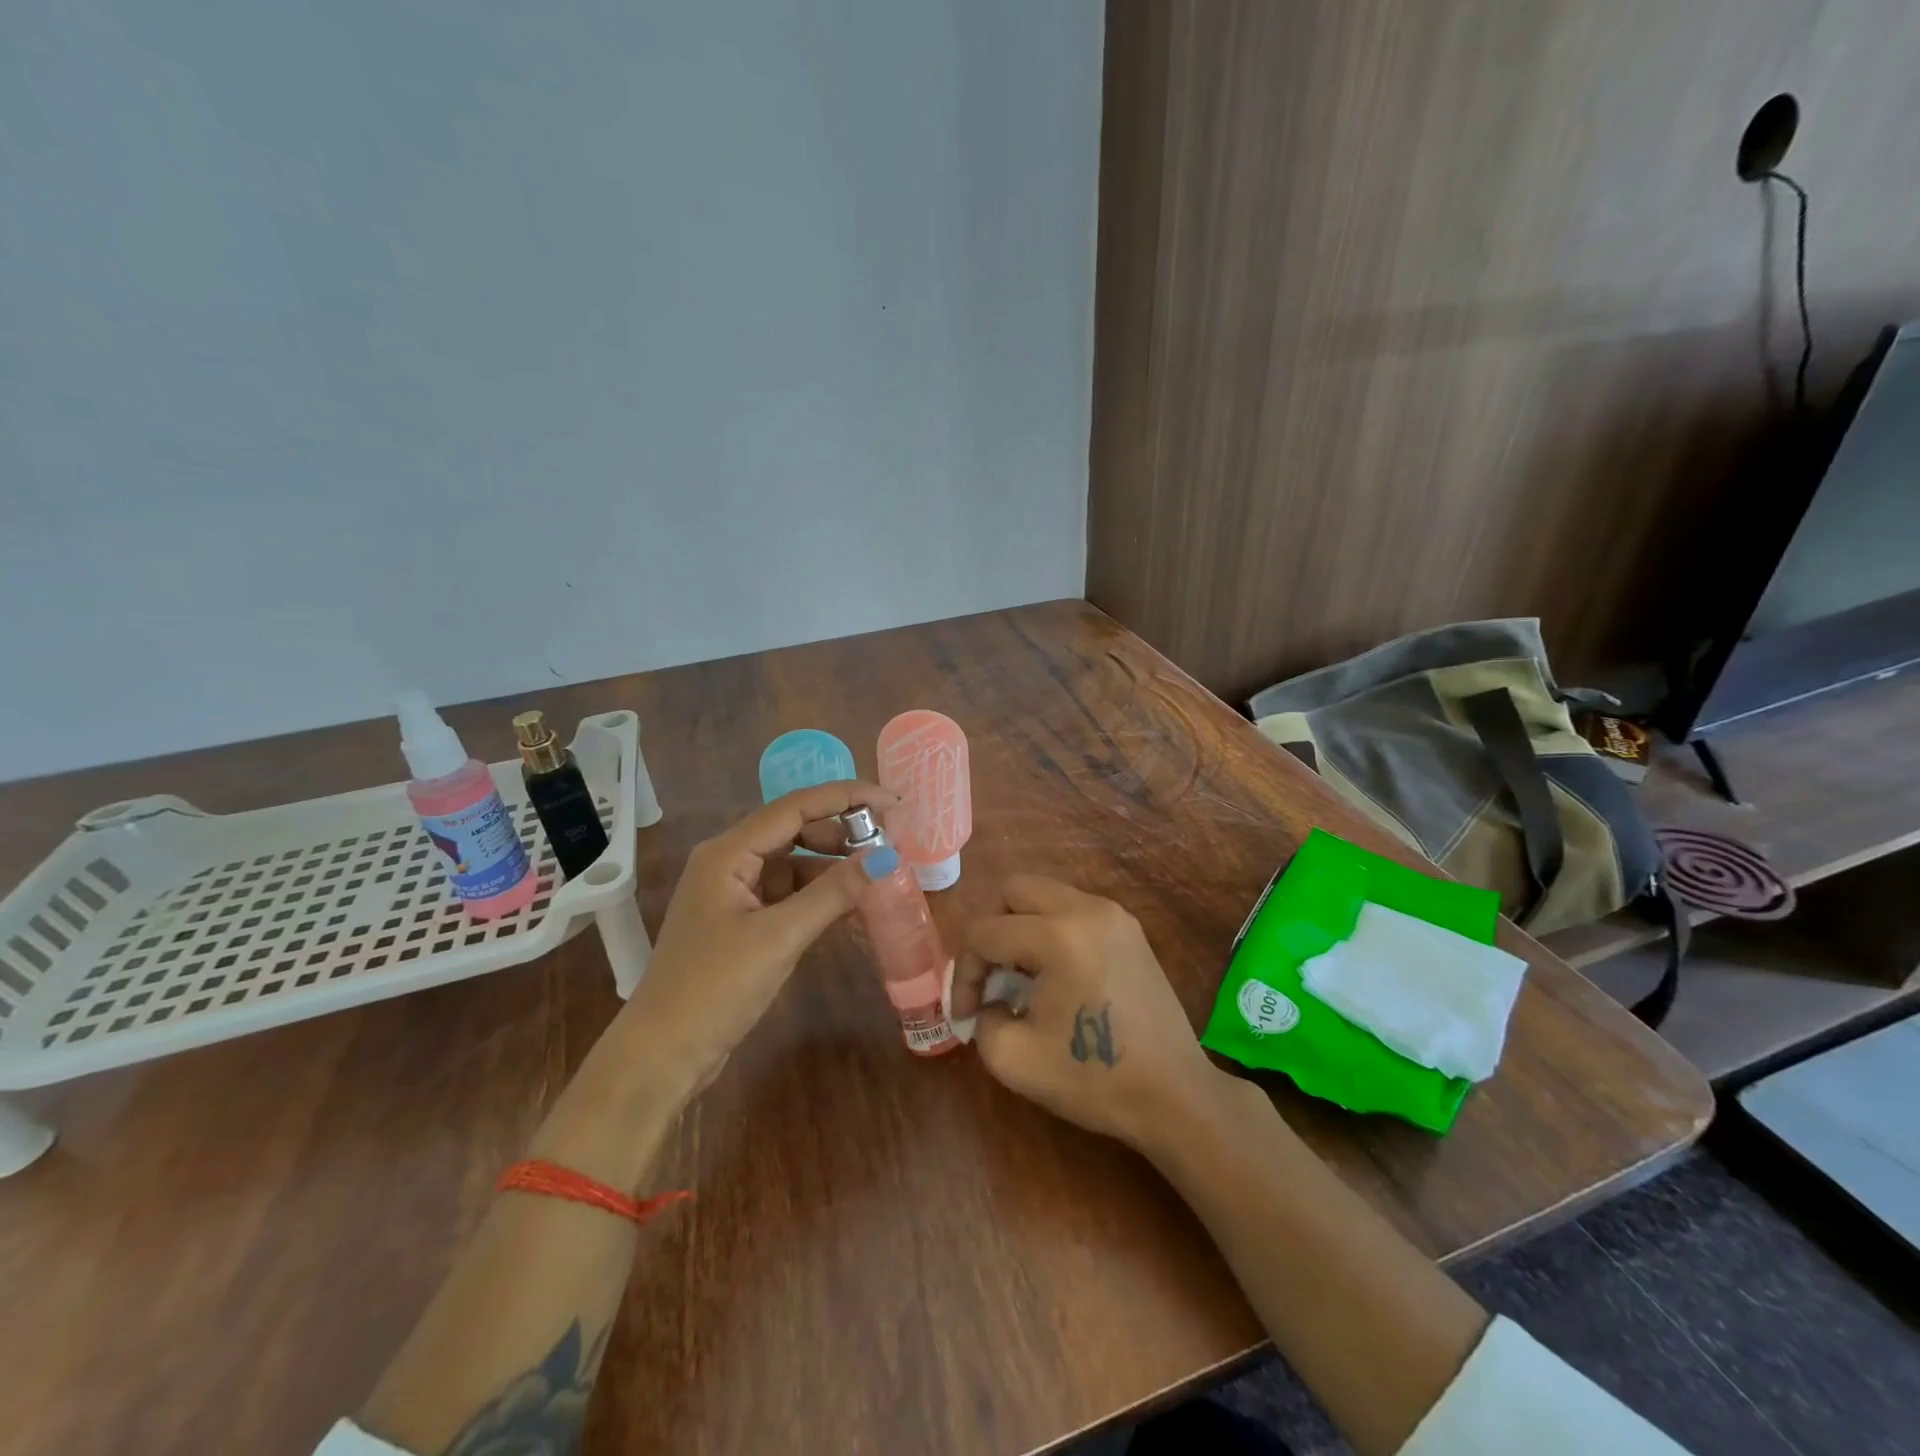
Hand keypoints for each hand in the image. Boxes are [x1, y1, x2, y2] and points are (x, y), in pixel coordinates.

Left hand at [609, 781, 895, 1099]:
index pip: (794, 807)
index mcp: (727, 853)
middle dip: (842, 833)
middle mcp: (728, 862)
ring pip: (794, 865)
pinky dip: (819, 898)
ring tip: (877, 877)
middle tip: (889, 843)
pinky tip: (851, 909)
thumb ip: (834, 893)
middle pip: (794, 831)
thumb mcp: (780, 937)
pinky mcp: (741, 922)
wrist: (663, 1055)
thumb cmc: (715, 988)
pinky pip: (788, 895)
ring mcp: (734, 893)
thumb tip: (887, 856)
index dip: (845, 797)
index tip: (891, 800)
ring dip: (833, 868)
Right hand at [950, 875, 1223, 1151]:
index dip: (962, 974)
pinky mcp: (1130, 929)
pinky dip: (1051, 930)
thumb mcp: (1014, 1060)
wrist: (1175, 1095)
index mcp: (1058, 935)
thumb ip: (982, 1019)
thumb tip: (988, 1001)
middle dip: (991, 931)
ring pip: (1045, 894)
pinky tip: (1055, 976)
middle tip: (991, 977)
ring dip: (1021, 927)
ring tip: (1021, 978)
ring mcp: (1113, 915)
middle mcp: (1086, 909)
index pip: (985, 932)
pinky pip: (1073, 910)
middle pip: (1013, 890)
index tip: (966, 1015)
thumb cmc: (1094, 1078)